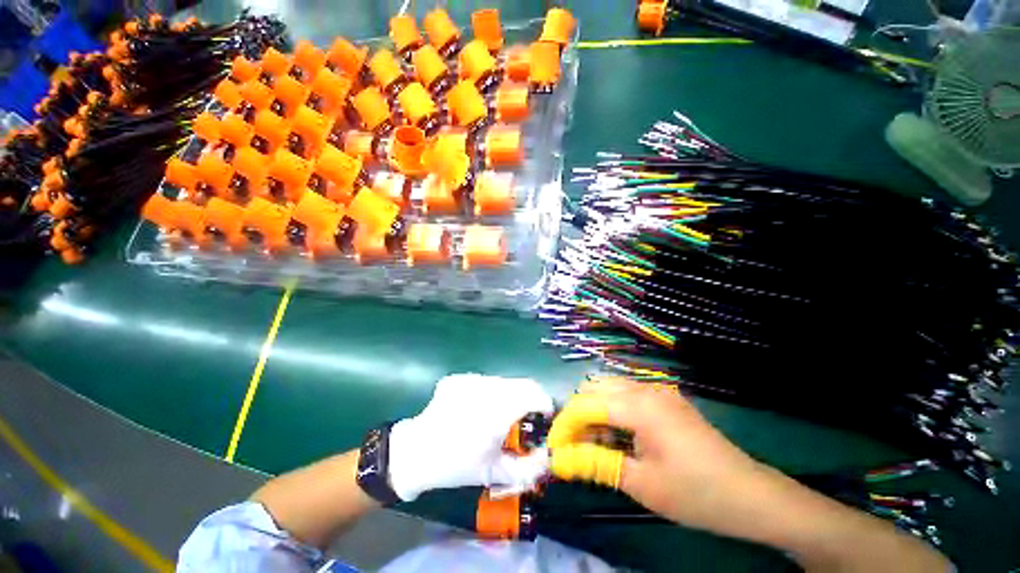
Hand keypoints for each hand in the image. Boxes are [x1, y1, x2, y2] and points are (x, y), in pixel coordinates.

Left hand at [387, 374, 554, 501]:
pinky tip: (477, 410)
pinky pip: (485, 382)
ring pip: (504, 381)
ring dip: (510, 396)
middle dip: (530, 400)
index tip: (545, 417)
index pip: (535, 393)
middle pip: (522, 384)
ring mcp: (471, 379)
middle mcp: (487, 387)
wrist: (415, 453)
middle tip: (525, 419)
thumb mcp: (495, 472)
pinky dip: (490, 394)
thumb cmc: (456, 465)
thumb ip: (528, 467)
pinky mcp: (459, 378)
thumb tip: (549, 457)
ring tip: (499, 416)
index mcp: (498, 409)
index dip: (545, 404)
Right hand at [549, 377, 765, 530]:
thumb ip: (595, 463)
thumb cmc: (695, 494)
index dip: (564, 424)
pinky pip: (626, 394)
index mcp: (640, 405)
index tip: (553, 448)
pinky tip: (617, 436)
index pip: (586, 404)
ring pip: (608, 388)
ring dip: (593, 411)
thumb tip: (558, 460)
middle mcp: (645, 388)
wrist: (750, 495)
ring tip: (594, 444)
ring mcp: (657, 390)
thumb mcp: (640, 483)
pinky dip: (611, 411)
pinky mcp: (664, 398)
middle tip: (574, 447)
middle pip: (593, 389)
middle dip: (577, 415)